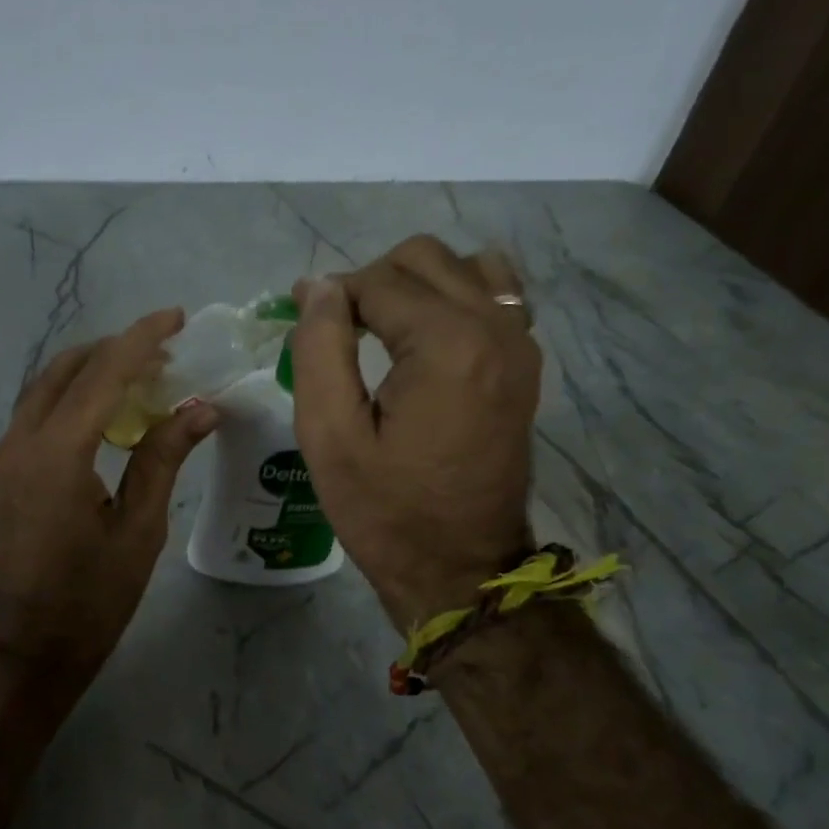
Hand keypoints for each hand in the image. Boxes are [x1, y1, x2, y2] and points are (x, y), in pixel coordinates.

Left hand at [0, 309, 217, 691]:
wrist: (30, 645)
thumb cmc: (92, 597)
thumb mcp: (139, 528)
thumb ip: (162, 459)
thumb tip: (200, 408)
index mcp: (56, 455)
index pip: (102, 376)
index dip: (141, 341)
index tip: (176, 317)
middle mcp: (20, 442)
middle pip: (66, 369)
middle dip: (115, 349)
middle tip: (164, 349)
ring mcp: (6, 455)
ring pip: (46, 387)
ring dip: (91, 369)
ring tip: (142, 372)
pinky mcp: (5, 470)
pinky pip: (39, 412)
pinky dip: (74, 396)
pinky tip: (109, 408)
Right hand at [291, 236, 540, 629]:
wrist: (461, 569)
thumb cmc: (386, 512)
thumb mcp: (330, 437)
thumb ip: (319, 349)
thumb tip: (318, 288)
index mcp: (447, 345)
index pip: (378, 281)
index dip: (330, 296)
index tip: (300, 322)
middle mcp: (496, 328)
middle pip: (424, 259)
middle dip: (371, 283)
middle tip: (337, 332)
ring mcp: (521, 344)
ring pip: (465, 267)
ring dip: (416, 284)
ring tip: (384, 331)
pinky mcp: (527, 365)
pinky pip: (497, 296)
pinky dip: (457, 298)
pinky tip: (429, 338)